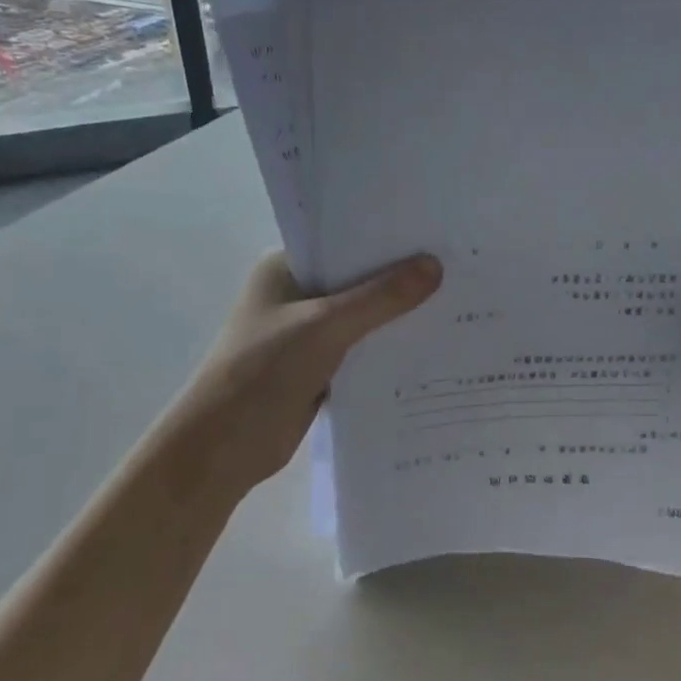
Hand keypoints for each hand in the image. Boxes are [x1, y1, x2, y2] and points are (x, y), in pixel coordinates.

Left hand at [171, 251, 442, 498]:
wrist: (224, 449)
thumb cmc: (263, 371)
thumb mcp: (325, 326)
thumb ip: (380, 298)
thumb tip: (435, 265)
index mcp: (286, 267)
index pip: (344, 241)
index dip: (387, 237)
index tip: (436, 232)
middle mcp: (297, 294)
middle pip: (358, 279)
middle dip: (400, 278)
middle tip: (457, 265)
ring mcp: (307, 332)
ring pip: (363, 316)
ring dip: (397, 315)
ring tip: (456, 300)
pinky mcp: (319, 367)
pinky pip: (363, 348)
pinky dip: (388, 348)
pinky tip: (431, 343)